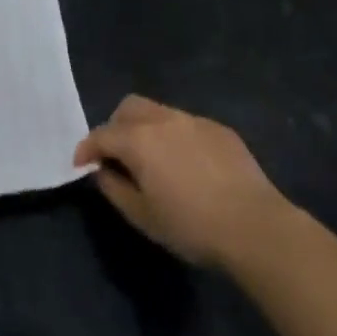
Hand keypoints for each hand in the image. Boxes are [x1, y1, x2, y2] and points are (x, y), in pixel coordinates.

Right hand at [74, 95, 290, 269]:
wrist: (255, 227)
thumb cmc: (191, 226)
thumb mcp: (142, 216)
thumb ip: (114, 188)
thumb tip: (103, 171)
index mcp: (139, 139)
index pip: (101, 135)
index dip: (86, 149)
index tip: (82, 165)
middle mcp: (164, 120)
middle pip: (128, 108)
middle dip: (115, 127)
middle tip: (116, 156)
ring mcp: (194, 121)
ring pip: (158, 112)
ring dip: (145, 129)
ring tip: (151, 159)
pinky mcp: (219, 130)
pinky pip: (186, 124)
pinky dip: (174, 136)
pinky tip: (186, 164)